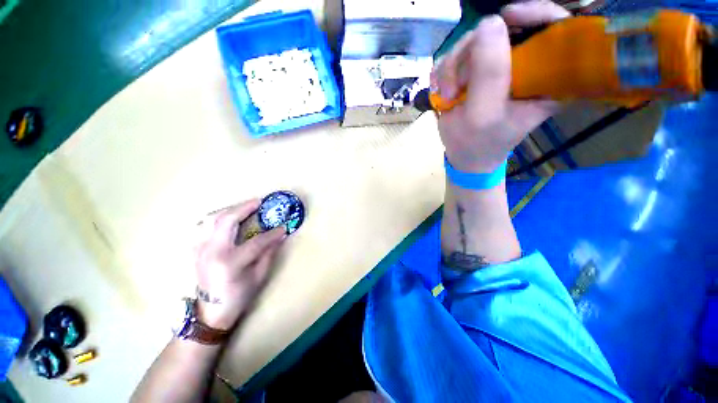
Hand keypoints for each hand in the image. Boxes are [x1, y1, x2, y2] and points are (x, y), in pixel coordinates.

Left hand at [194, 199, 285, 329]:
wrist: (210, 312)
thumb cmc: (239, 296)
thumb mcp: (259, 276)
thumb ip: (269, 253)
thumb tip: (279, 235)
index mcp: (230, 262)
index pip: (257, 241)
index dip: (273, 233)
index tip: (284, 226)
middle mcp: (212, 252)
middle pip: (227, 221)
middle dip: (244, 208)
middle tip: (258, 202)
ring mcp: (200, 249)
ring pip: (211, 219)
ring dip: (229, 210)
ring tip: (243, 207)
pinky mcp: (195, 250)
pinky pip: (202, 226)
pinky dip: (216, 218)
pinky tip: (226, 218)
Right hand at [432, 0, 569, 172]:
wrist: (463, 154)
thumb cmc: (478, 143)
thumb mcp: (484, 114)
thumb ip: (489, 72)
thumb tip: (489, 22)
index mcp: (546, 78)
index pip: (557, 29)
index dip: (536, 14)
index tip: (508, 17)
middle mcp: (524, 66)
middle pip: (504, 30)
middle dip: (472, 53)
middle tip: (456, 86)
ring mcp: (497, 66)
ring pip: (473, 41)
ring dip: (452, 68)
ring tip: (448, 96)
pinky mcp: (476, 70)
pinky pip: (457, 54)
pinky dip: (444, 71)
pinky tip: (443, 91)